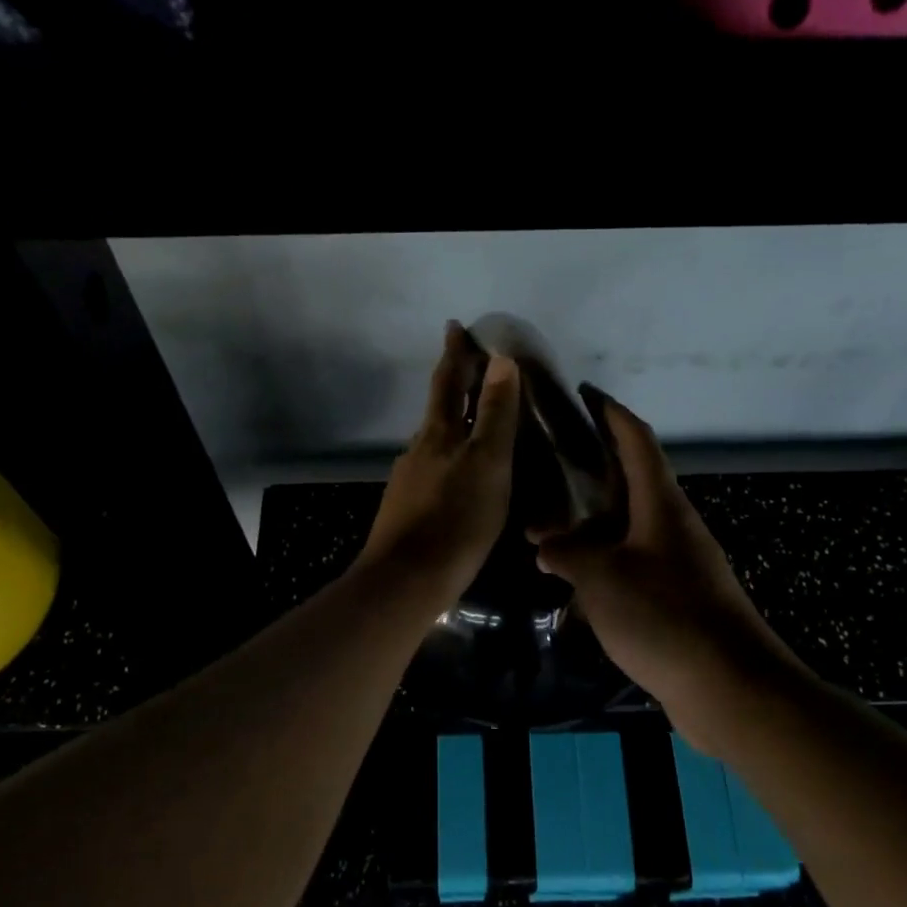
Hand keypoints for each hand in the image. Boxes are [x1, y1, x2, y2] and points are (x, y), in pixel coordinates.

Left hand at [357, 323, 521, 605]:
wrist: (407, 579)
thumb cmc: (456, 519)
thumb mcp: (487, 463)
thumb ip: (494, 413)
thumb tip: (500, 359)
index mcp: (438, 434)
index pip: (449, 382)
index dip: (455, 355)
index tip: (455, 327)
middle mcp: (419, 450)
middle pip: (437, 408)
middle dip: (452, 384)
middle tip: (466, 365)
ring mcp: (409, 481)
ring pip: (434, 440)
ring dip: (451, 423)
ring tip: (470, 420)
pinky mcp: (407, 510)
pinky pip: (432, 470)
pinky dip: (448, 458)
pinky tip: (457, 475)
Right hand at [533, 393, 812, 755]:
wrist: (729, 687)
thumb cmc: (664, 617)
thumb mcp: (602, 579)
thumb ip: (568, 554)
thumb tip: (546, 545)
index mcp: (661, 505)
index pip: (636, 440)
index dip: (610, 412)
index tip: (584, 392)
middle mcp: (674, 525)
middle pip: (631, 481)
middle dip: (592, 469)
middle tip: (548, 463)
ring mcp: (679, 563)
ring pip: (628, 527)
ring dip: (592, 525)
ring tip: (546, 527)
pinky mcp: (678, 597)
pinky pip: (632, 564)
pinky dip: (602, 563)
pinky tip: (572, 581)